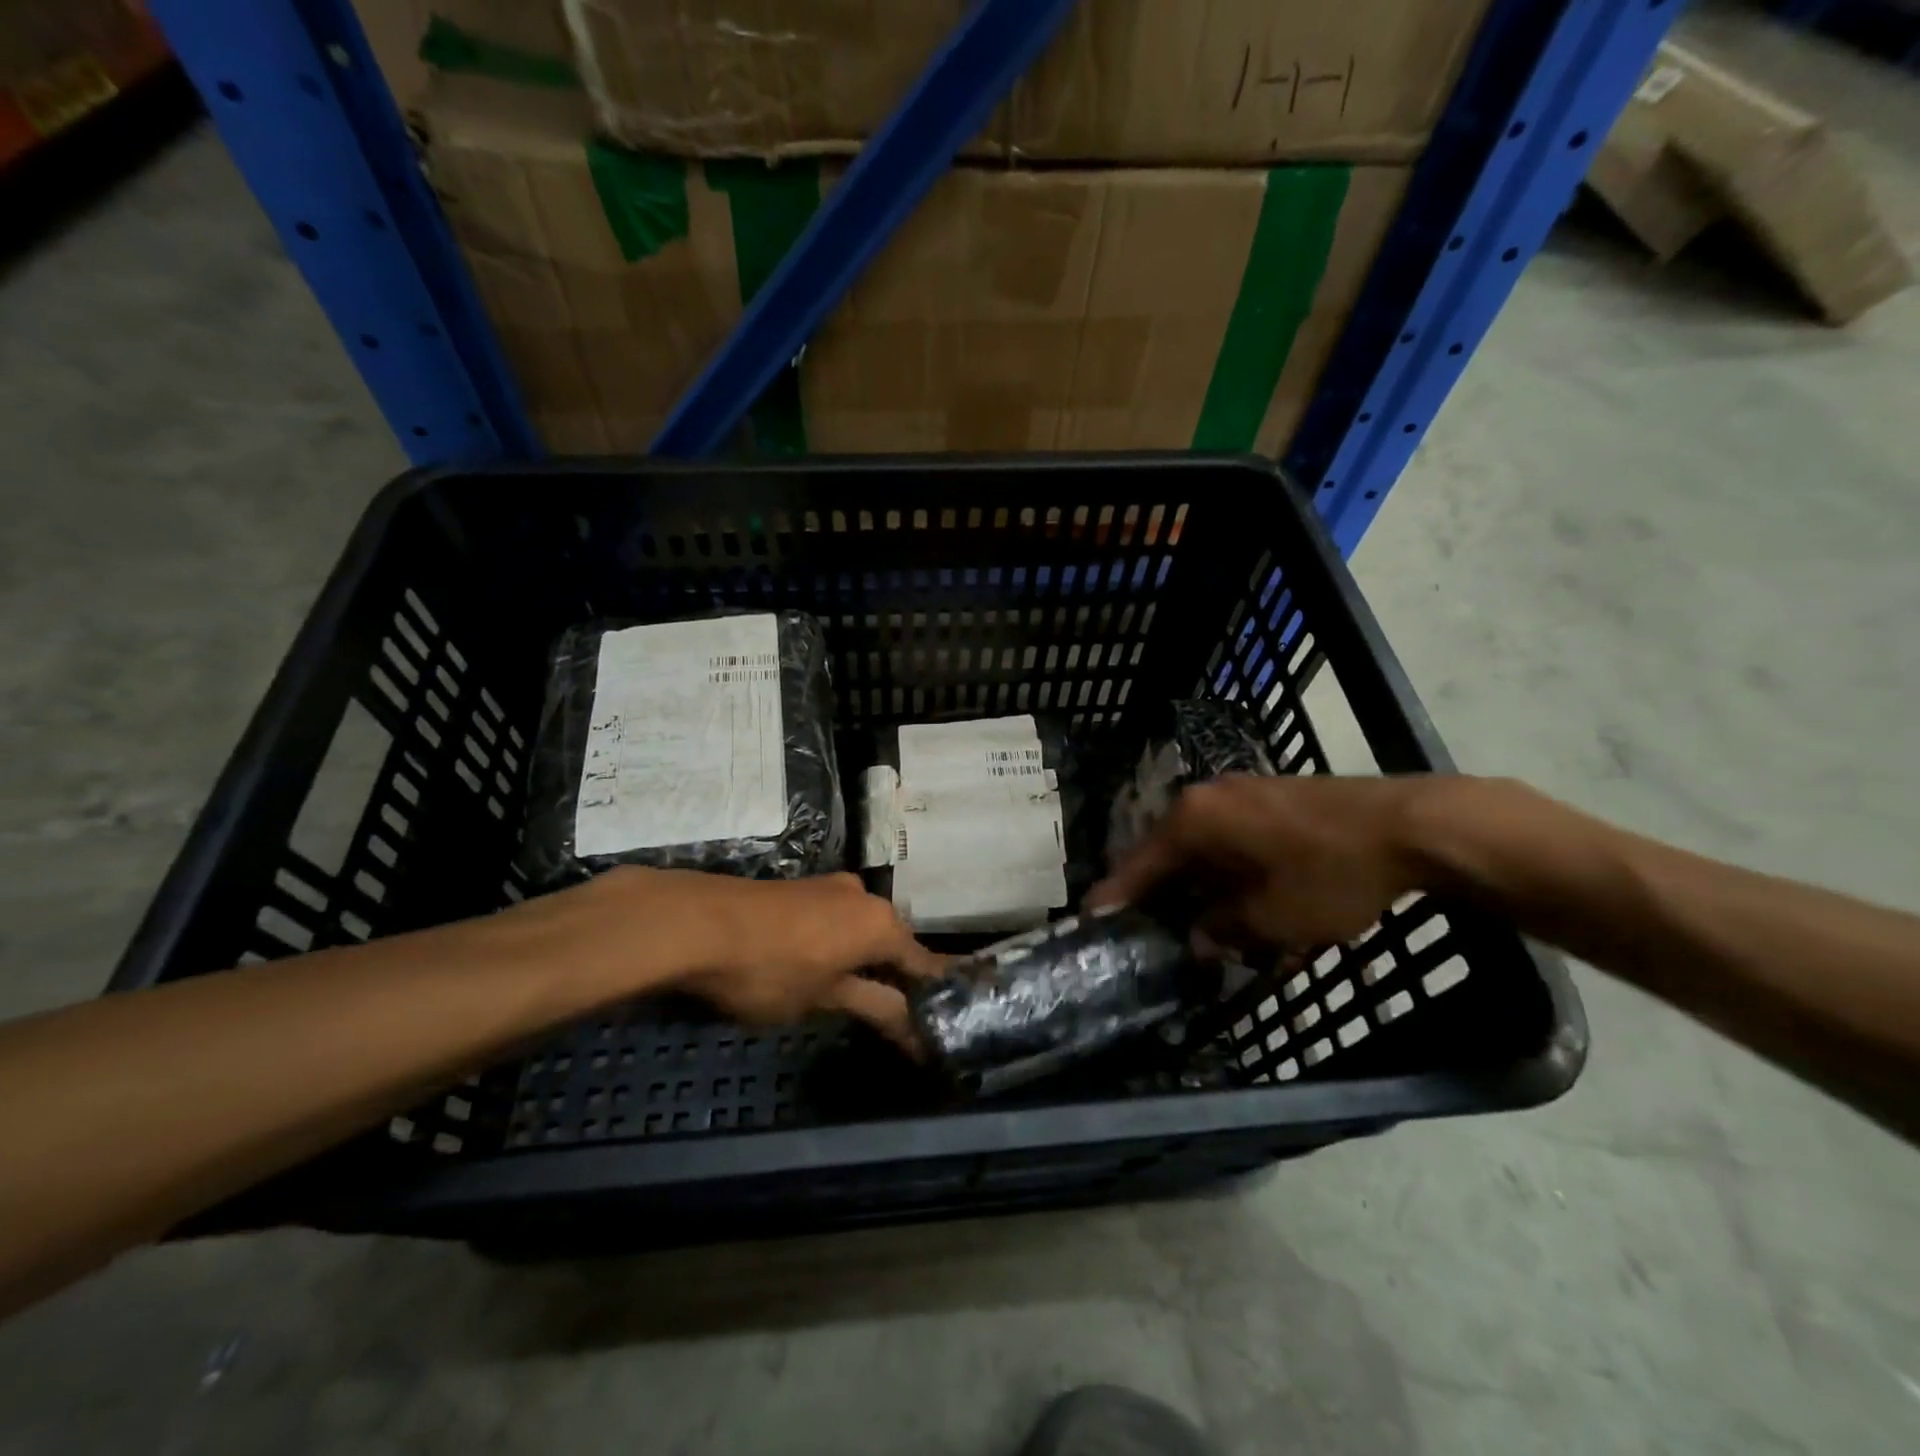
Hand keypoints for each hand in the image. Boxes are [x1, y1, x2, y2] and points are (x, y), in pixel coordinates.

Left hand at [553, 868, 941, 1050]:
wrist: (699, 922)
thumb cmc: (770, 968)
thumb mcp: (824, 997)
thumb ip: (875, 1007)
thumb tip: (917, 1032)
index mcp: (882, 924)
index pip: (923, 964)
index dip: (930, 997)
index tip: (938, 1024)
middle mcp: (866, 897)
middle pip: (894, 943)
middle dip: (897, 978)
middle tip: (897, 1017)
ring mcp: (832, 887)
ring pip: (863, 929)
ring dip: (866, 960)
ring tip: (859, 995)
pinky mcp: (803, 887)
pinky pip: (837, 919)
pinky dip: (840, 944)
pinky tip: (825, 965)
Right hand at [1090, 775, 1434, 950]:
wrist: (1412, 824)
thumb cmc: (1330, 872)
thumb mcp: (1273, 918)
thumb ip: (1224, 929)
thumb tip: (1198, 937)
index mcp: (1194, 820)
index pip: (1140, 864)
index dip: (1117, 896)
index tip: (1091, 919)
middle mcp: (1207, 798)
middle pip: (1169, 852)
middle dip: (1160, 892)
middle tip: (1146, 928)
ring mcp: (1242, 793)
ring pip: (1202, 845)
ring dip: (1197, 883)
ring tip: (1194, 921)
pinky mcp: (1271, 797)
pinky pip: (1231, 837)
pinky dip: (1226, 868)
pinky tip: (1238, 895)